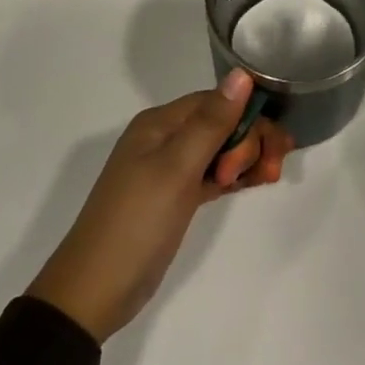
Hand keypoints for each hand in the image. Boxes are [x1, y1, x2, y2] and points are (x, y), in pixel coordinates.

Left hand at [25, 70, 291, 343]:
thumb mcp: (177, 168)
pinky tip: (252, 184)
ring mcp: (170, 169)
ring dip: (247, 158)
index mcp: (161, 123)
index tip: (269, 151)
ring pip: (220, 148)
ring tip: (268, 180)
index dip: (248, 119)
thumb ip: (212, 122)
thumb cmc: (137, 222)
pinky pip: (213, 173)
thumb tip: (242, 73)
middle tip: (266, 175)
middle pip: (222, 123)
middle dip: (251, 141)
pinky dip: (234, 176)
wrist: (95, 291)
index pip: (217, 102)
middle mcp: (165, 138)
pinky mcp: (176, 197)